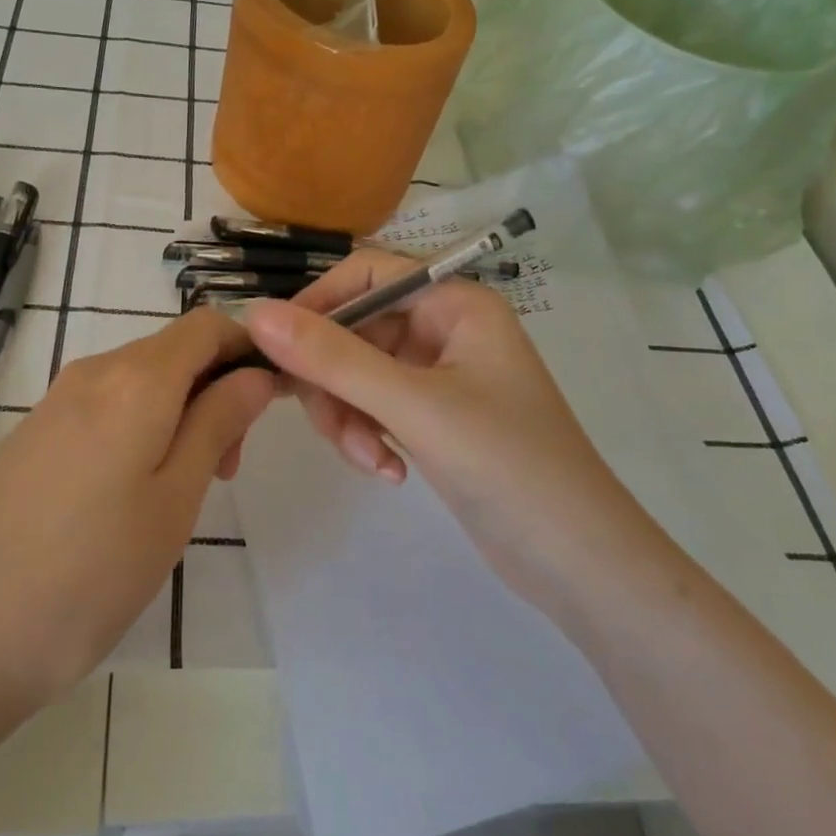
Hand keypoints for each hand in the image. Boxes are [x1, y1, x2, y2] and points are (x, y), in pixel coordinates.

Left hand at [0, 310, 276, 706]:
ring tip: (183, 492)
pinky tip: (131, 497)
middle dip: (216, 390)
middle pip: (175, 352)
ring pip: (142, 382)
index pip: (207, 325)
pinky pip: (105, 408)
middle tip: (227, 469)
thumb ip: (218, 423)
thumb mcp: (174, 500)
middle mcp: (93, 373)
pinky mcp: (33, 434)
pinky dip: (140, 430)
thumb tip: (256, 374)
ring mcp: (56, 402)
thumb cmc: (87, 573)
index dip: (248, 349)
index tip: (271, 403)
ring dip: (180, 414)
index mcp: (136, 379)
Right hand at [242, 251, 652, 622]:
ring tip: (371, 461)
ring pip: (359, 373)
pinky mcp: (435, 416)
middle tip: (328, 427)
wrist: (579, 561)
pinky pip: (376, 406)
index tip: (278, 350)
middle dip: (335, 380)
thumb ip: (332, 358)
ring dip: (350, 415)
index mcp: (455, 302)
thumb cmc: (507, 464)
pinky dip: (369, 435)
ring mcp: (440, 374)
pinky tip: (388, 472)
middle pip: (356, 329)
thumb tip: (256, 313)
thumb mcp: (412, 405)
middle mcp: (446, 327)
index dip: (317, 304)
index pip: (366, 274)